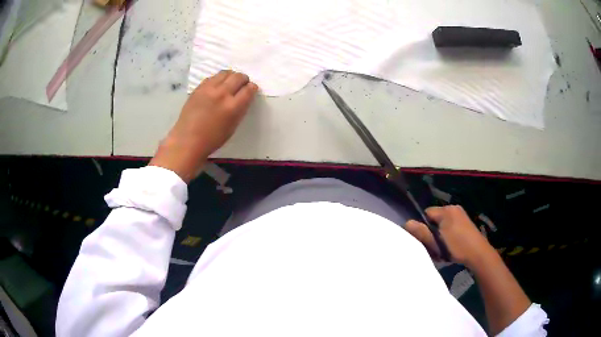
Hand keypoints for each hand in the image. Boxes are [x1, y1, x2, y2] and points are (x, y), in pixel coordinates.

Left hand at [150, 70, 258, 182]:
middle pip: (238, 77)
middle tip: (243, 83)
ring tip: (230, 82)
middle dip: (243, 79)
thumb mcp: (232, 127)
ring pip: (225, 73)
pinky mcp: (198, 88)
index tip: (252, 88)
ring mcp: (209, 89)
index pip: (248, 90)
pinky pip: (212, 77)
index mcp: (233, 107)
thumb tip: (243, 98)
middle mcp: (222, 94)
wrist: (188, 140)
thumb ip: (240, 110)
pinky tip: (217, 85)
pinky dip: (218, 79)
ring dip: (231, 76)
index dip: (252, 88)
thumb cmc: (212, 139)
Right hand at [405, 205, 495, 267]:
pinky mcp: (465, 221)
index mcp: (446, 210)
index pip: (426, 213)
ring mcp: (461, 214)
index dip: (423, 226)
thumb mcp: (437, 243)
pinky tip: (451, 245)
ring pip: (442, 223)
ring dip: (440, 234)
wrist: (479, 254)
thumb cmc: (456, 247)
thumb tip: (407, 223)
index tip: (425, 240)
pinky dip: (447, 233)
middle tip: (434, 246)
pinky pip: (450, 225)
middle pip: (434, 218)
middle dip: (432, 231)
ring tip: (442, 247)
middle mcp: (453, 208)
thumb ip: (422, 233)